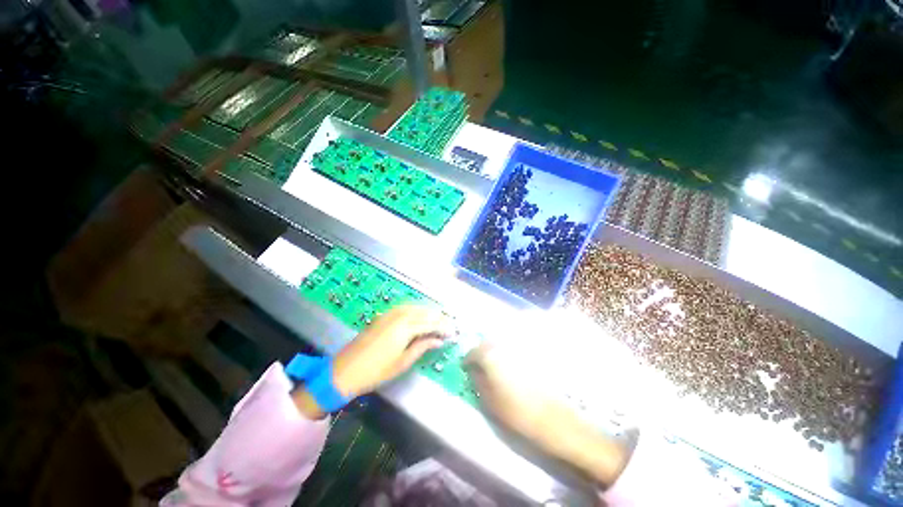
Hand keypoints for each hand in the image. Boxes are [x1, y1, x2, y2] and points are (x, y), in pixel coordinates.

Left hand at [332, 304, 450, 397]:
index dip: (443, 327)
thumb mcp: (402, 362)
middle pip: (425, 313)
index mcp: (405, 328)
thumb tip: (439, 340)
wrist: (346, 369)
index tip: (453, 332)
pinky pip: (406, 307)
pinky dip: (417, 309)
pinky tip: (420, 315)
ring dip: (429, 312)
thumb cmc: (376, 371)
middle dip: (439, 318)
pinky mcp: (384, 315)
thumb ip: (422, 347)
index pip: (431, 323)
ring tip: (438, 320)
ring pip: (416, 307)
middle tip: (449, 325)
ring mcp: (391, 313)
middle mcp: (400, 316)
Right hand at [465, 343, 630, 487]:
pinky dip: (507, 354)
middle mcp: (504, 345)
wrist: (551, 418)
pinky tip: (510, 367)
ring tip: (494, 367)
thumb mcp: (489, 400)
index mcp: (491, 355)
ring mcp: (519, 348)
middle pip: (487, 344)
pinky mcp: (531, 353)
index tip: (466, 367)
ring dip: (494, 353)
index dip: (468, 360)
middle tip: (479, 366)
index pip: (473, 352)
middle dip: (481, 353)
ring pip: (500, 345)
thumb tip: (473, 369)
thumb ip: (477, 380)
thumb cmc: (515, 412)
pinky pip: (513, 349)